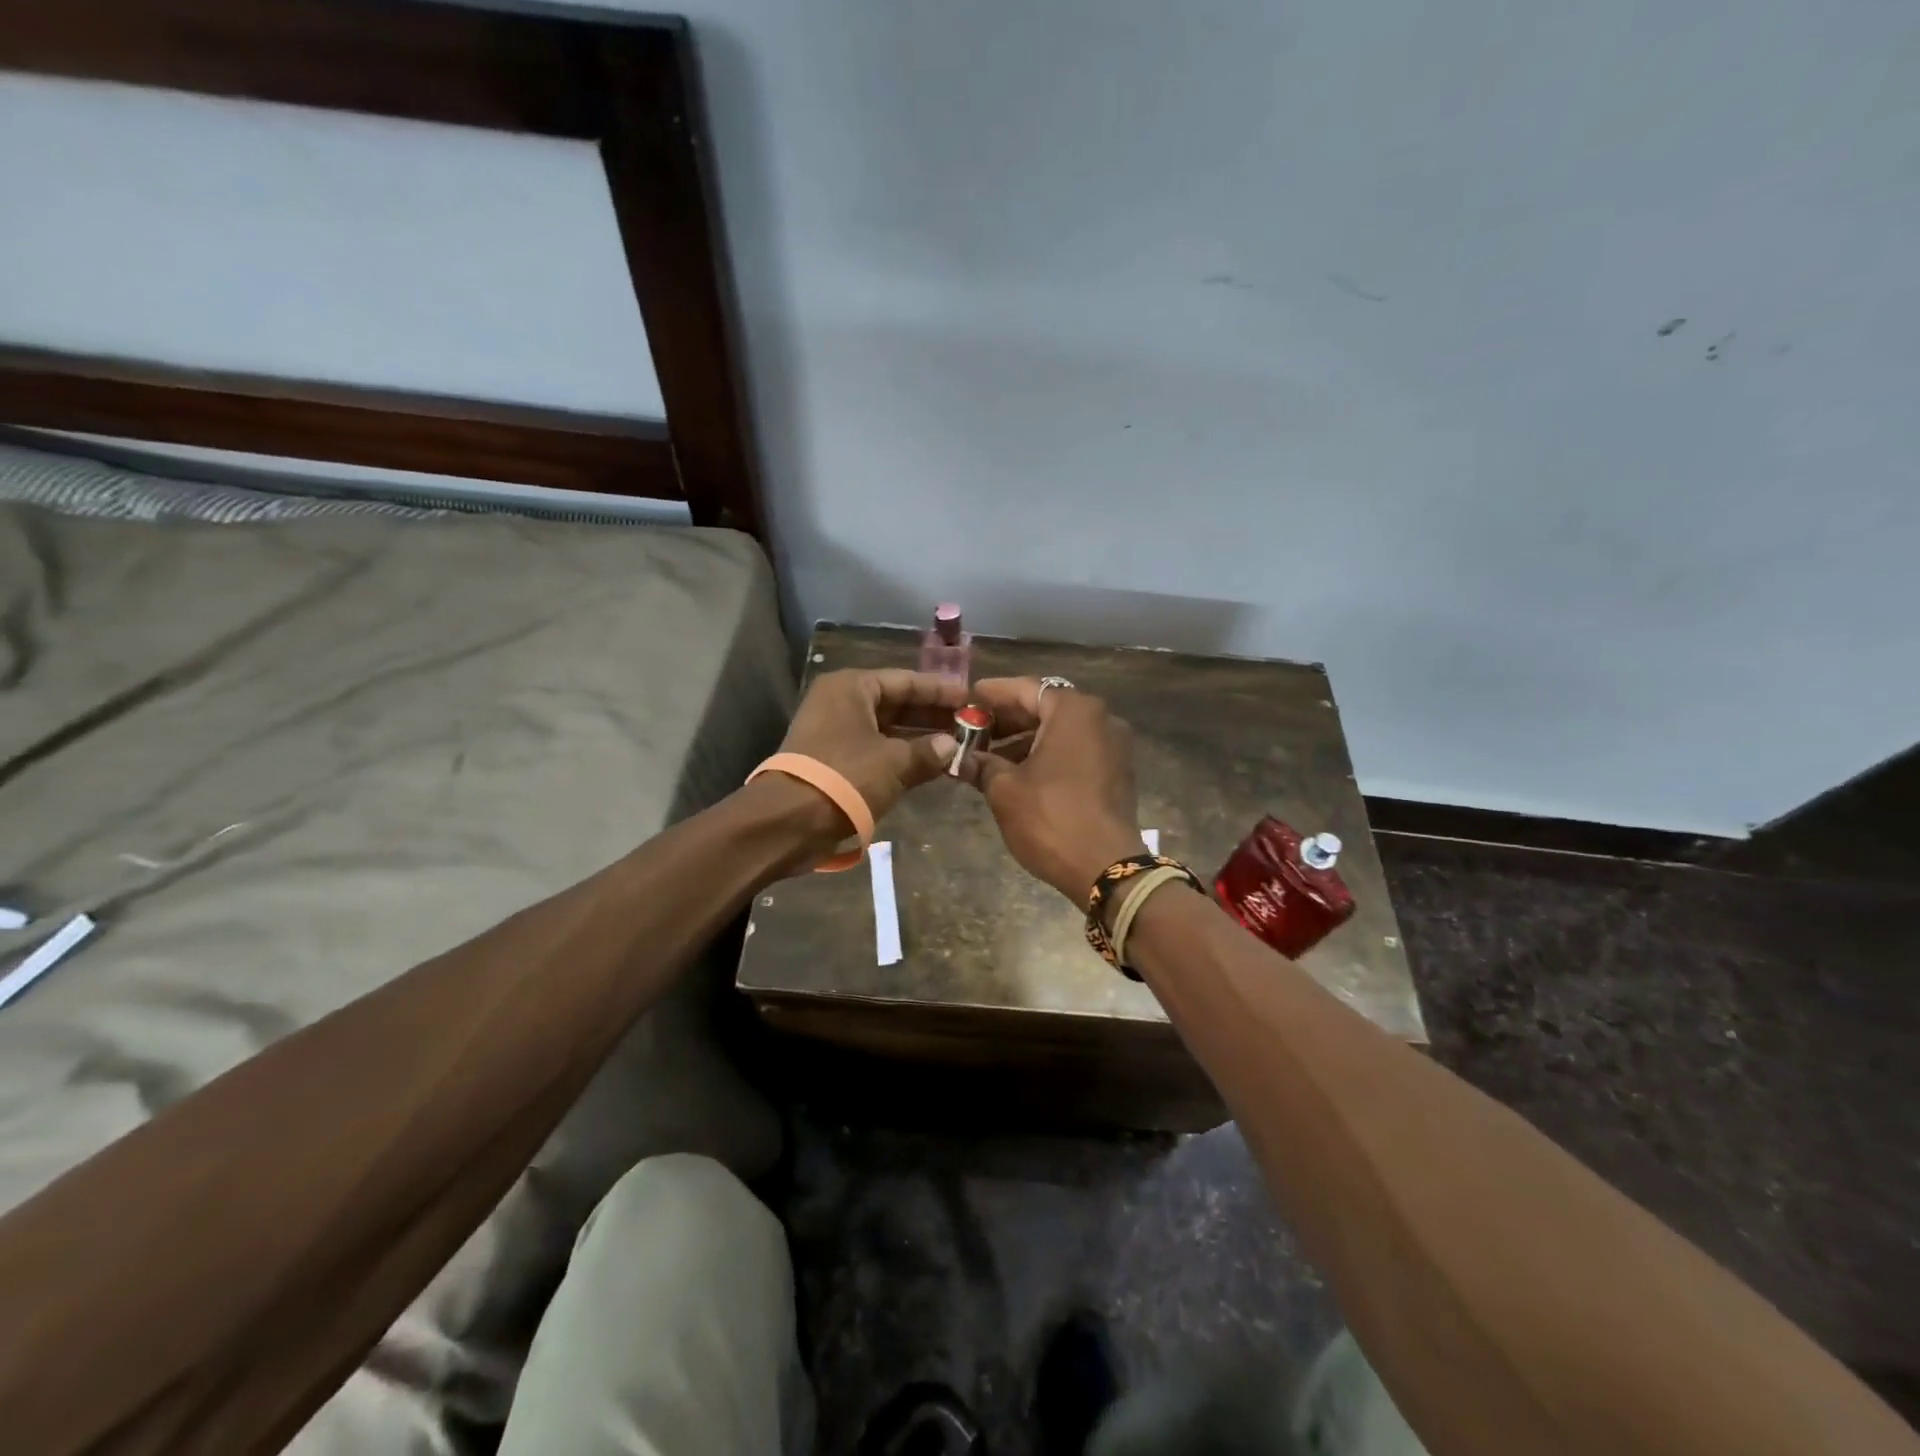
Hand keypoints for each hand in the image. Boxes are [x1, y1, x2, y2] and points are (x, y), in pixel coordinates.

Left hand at [777, 668, 966, 825]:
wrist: (789, 821)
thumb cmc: (845, 777)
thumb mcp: (894, 762)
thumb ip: (928, 751)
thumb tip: (952, 746)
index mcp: (852, 687)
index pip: (905, 680)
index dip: (940, 690)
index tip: (971, 698)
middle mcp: (841, 702)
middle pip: (896, 703)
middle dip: (932, 715)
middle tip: (969, 724)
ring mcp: (835, 732)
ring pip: (887, 729)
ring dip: (919, 738)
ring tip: (957, 746)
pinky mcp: (833, 761)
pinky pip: (876, 750)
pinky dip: (901, 756)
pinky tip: (931, 766)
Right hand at [953, 678, 1145, 907]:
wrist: (1106, 868)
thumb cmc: (1050, 818)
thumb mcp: (1004, 789)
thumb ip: (981, 763)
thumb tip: (961, 757)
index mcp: (1074, 711)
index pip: (1026, 689)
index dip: (993, 694)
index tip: (967, 699)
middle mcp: (1100, 718)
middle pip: (1046, 707)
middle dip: (1009, 719)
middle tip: (974, 729)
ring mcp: (1114, 745)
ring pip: (1061, 731)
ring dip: (1026, 740)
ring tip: (989, 757)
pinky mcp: (1117, 771)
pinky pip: (1077, 750)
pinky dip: (1048, 754)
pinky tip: (1019, 773)